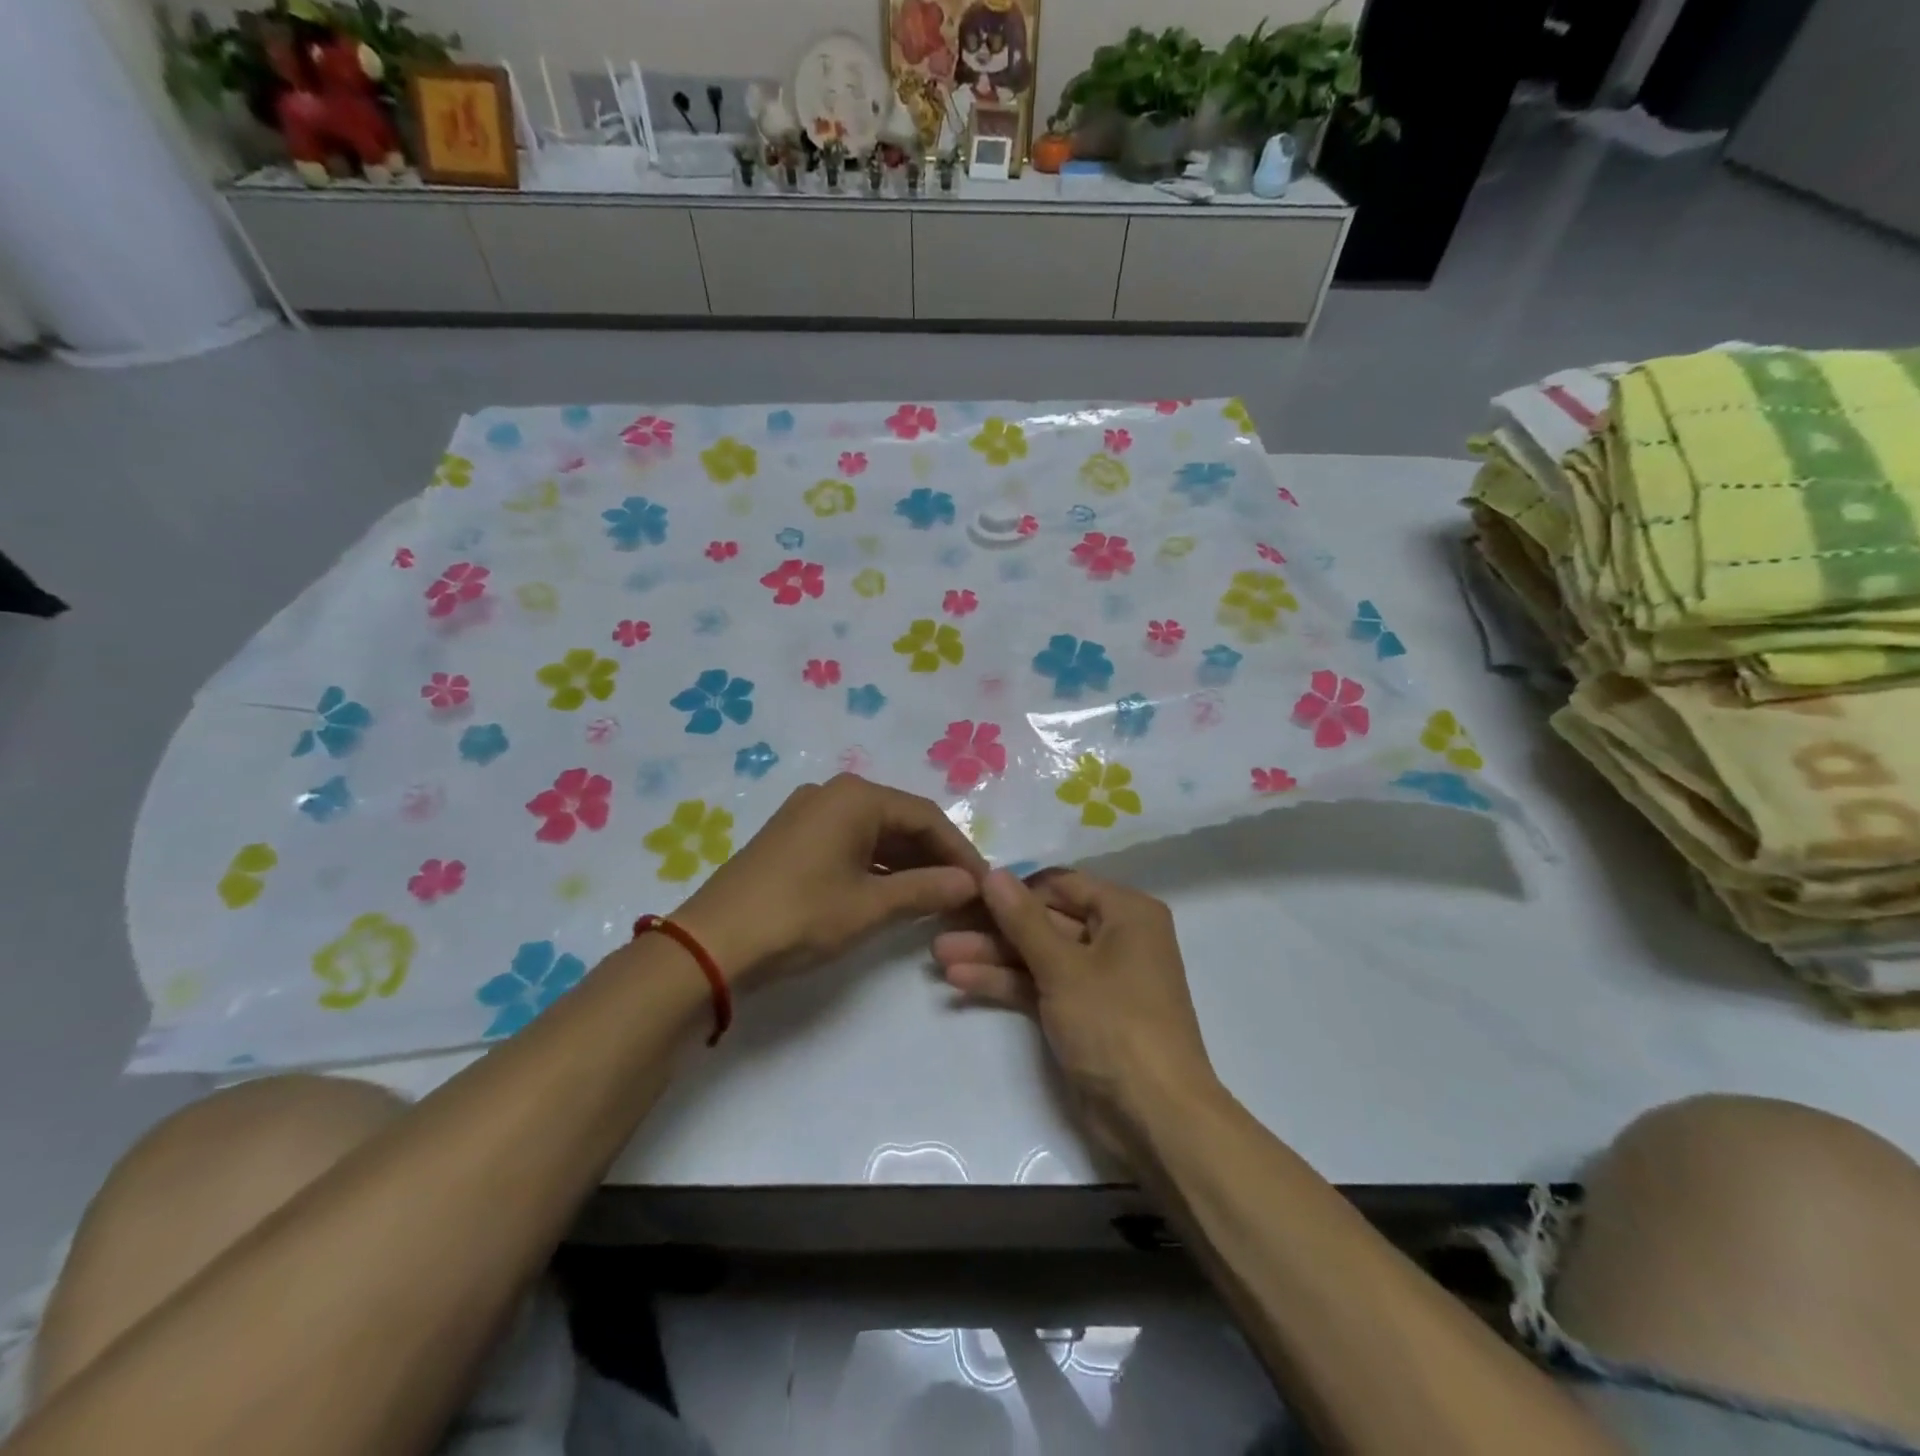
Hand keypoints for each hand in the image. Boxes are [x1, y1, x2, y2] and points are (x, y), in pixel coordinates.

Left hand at [675, 774, 986, 987]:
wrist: (711, 944)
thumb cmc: (799, 916)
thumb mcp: (869, 906)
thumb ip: (926, 890)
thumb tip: (973, 884)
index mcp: (856, 797)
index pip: (926, 816)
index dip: (959, 851)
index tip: (984, 884)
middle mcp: (833, 793)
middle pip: (901, 820)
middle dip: (935, 857)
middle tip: (964, 893)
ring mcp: (809, 813)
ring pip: (875, 833)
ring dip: (907, 863)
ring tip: (936, 897)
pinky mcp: (793, 837)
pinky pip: (850, 843)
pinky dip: (877, 867)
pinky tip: (894, 893)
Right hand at [932, 869, 1216, 1154]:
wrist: (1155, 1116)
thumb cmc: (1116, 1024)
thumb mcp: (1064, 967)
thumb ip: (1024, 919)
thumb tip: (993, 872)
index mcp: (1126, 912)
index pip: (1061, 884)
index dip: (1014, 887)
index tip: (967, 889)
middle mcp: (1115, 937)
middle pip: (1046, 920)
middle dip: (995, 927)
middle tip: (943, 923)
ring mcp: (1097, 977)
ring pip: (1038, 955)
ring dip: (992, 956)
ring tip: (939, 954)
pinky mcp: (1082, 1013)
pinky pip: (1040, 985)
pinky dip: (1006, 983)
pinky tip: (960, 980)